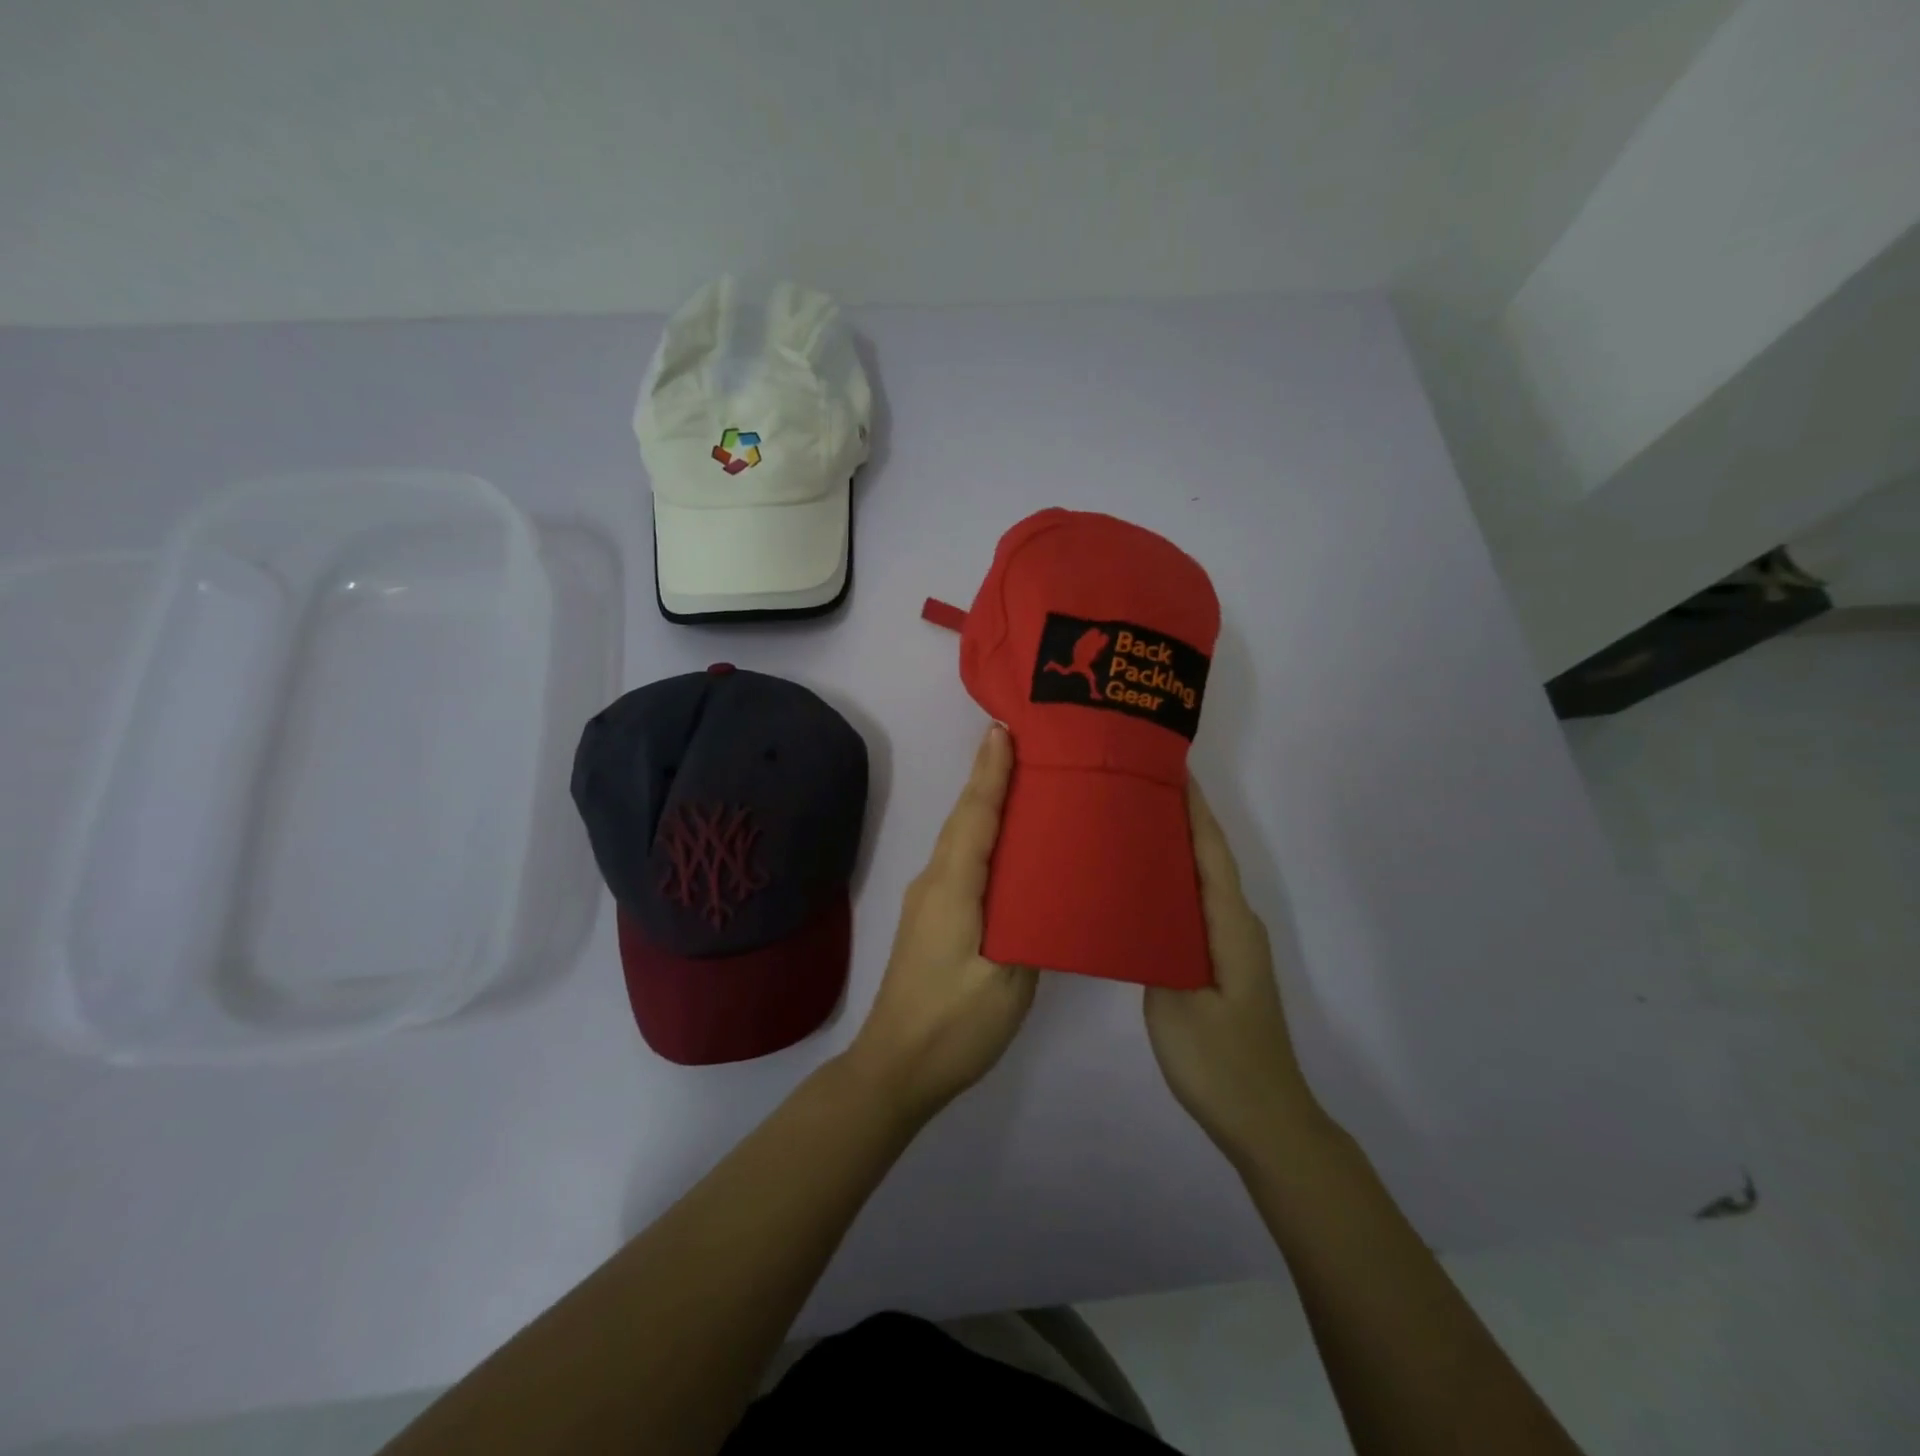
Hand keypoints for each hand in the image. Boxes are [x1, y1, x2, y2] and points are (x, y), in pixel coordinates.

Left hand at [846, 724, 1036, 1119]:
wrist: (894, 1068)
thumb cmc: (953, 1024)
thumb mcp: (1007, 981)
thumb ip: (1031, 929)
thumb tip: (1047, 892)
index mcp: (952, 887)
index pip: (975, 816)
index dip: (990, 772)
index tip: (1004, 730)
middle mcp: (933, 882)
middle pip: (965, 819)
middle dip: (990, 778)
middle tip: (1026, 746)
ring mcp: (927, 901)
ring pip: (961, 841)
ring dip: (986, 807)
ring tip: (1024, 785)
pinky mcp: (931, 920)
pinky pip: (960, 863)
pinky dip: (982, 840)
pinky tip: (1007, 848)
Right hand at [1145, 779, 1321, 1165]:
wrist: (1265, 1120)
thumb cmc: (1220, 1061)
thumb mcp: (1177, 1003)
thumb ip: (1157, 945)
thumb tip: (1139, 901)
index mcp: (1229, 925)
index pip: (1210, 851)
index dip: (1193, 808)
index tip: (1168, 768)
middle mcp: (1237, 925)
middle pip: (1208, 858)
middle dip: (1179, 818)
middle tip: (1133, 789)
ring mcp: (1232, 946)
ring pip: (1202, 882)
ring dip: (1175, 849)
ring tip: (1131, 824)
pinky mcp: (1221, 963)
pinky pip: (1196, 906)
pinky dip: (1174, 883)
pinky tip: (1143, 886)